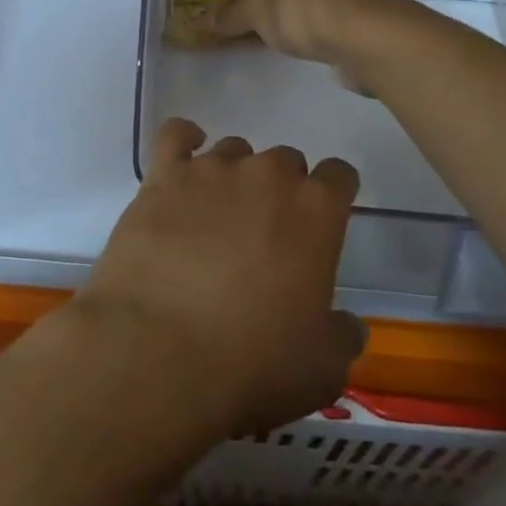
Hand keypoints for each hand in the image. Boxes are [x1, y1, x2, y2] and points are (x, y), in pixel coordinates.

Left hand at [78, 118, 364, 439]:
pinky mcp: (162, 177)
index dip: (334, 196)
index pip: (339, 176)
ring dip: (236, 175)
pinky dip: (185, 140)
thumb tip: (348, 324)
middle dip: (282, 190)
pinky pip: (176, 136)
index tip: (324, 222)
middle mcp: (266, 176)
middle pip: (285, 161)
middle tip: (267, 234)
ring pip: (235, 150)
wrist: (157, 353)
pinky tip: (186, 159)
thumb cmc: (251, 364)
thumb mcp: (322, 369)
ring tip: (221, 215)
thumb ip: (342, 336)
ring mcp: (211, 170)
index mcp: (315, 211)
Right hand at [216, 0, 398, 69]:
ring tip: (261, 28)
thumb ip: (232, 14)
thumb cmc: (307, 6)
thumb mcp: (258, 10)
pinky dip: (306, 22)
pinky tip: (290, 41)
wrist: (369, 39)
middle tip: (240, 6)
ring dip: (285, 7)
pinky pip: (324, 11)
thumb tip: (208, 22)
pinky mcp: (364, 10)